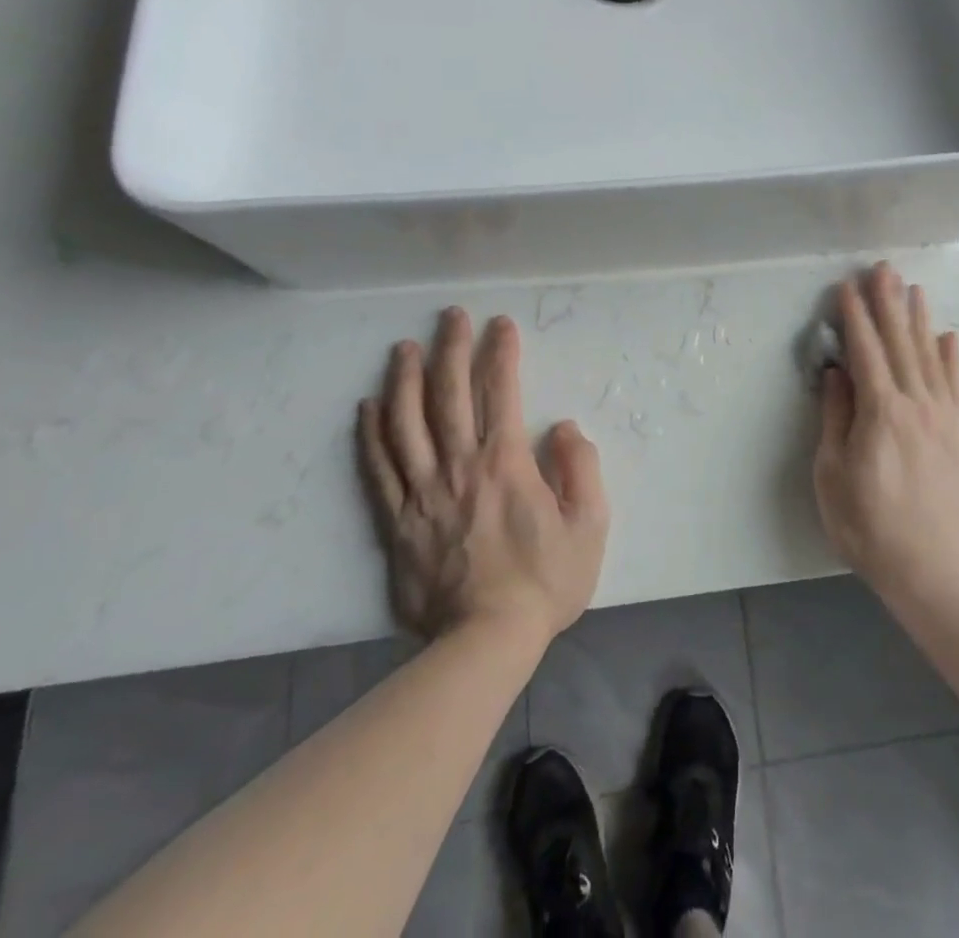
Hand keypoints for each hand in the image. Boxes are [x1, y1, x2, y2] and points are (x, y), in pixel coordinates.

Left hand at [358, 308, 609, 646]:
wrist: (485, 643)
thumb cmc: (545, 582)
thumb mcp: (590, 525)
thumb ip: (581, 468)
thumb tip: (563, 427)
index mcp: (506, 463)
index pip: (502, 392)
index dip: (501, 352)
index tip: (501, 324)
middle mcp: (459, 467)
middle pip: (449, 395)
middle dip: (451, 348)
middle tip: (451, 316)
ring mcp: (421, 493)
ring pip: (405, 424)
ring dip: (404, 380)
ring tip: (403, 348)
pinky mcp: (396, 522)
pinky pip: (377, 469)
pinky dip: (370, 434)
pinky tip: (368, 406)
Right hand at [814, 264, 958, 612]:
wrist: (932, 568)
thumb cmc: (868, 525)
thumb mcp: (833, 474)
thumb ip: (836, 417)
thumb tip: (838, 372)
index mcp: (881, 412)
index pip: (865, 352)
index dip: (855, 317)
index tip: (847, 287)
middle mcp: (916, 404)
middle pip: (900, 343)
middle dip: (889, 303)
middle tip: (883, 269)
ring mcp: (944, 417)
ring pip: (930, 356)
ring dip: (919, 319)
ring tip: (913, 288)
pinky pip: (956, 385)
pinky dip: (952, 357)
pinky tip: (949, 336)